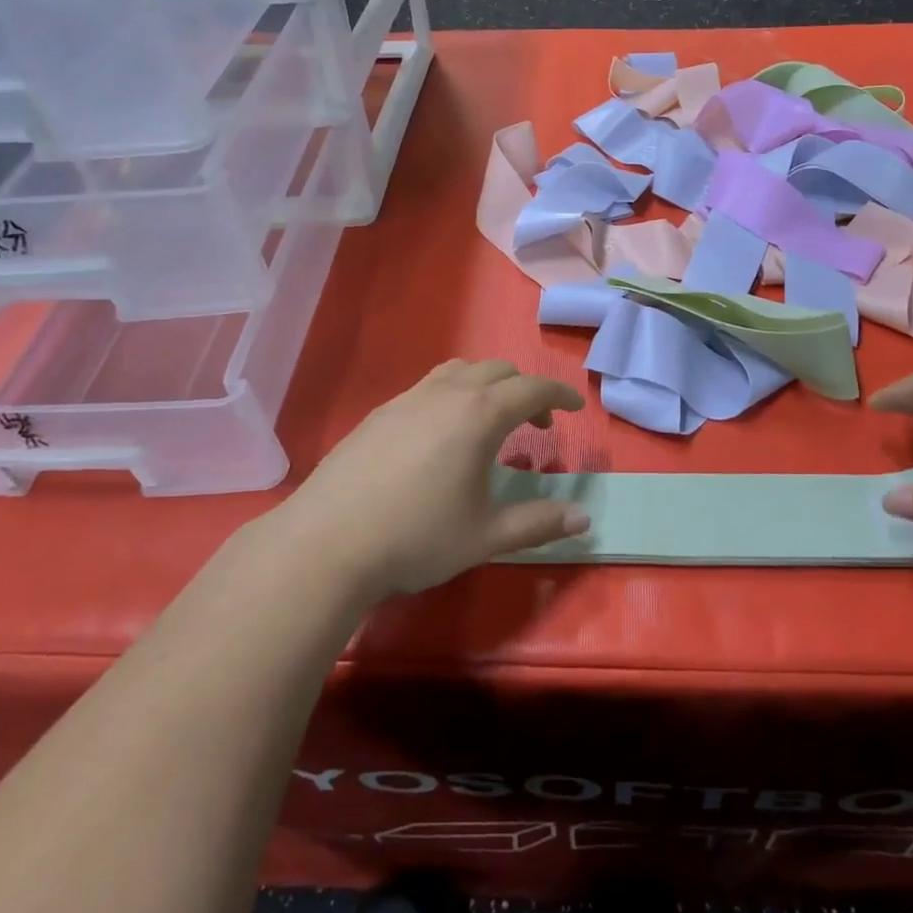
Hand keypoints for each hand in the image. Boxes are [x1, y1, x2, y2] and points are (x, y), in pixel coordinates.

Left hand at [276, 359, 588, 599]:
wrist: (328, 542)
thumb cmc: (417, 537)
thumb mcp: (486, 536)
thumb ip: (539, 523)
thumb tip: (584, 519)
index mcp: (480, 415)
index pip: (533, 388)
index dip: (560, 393)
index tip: (576, 406)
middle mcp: (447, 393)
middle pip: (499, 370)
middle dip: (526, 389)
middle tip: (537, 423)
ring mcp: (409, 398)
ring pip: (460, 370)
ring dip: (487, 385)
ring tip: (490, 419)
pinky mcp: (380, 412)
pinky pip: (430, 385)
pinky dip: (453, 394)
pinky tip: (441, 434)